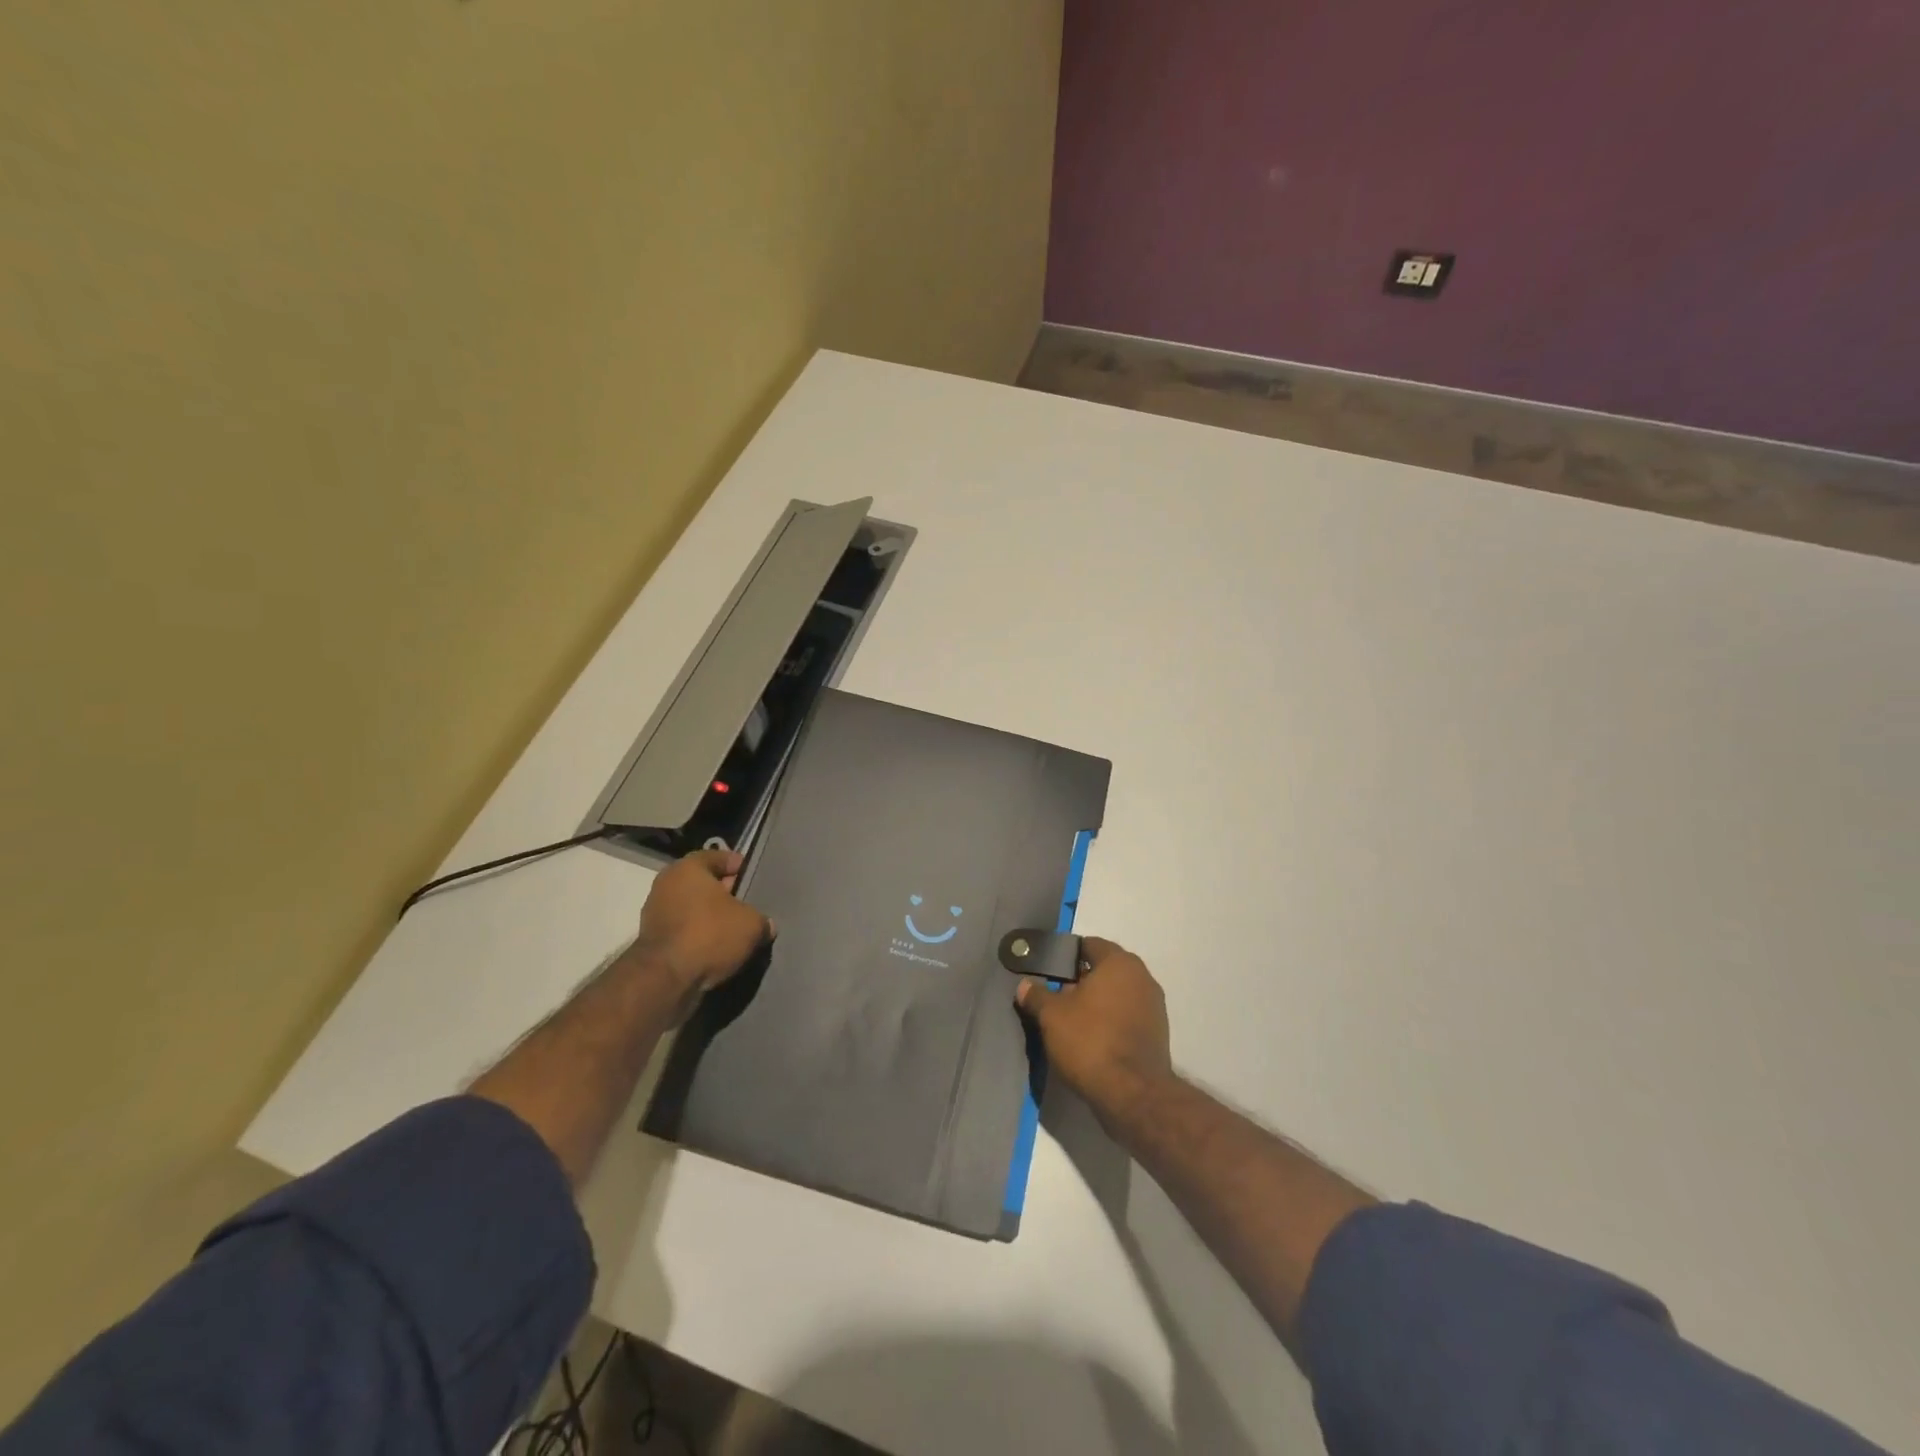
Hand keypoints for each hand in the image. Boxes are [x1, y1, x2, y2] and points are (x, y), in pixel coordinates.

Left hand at [630, 849, 770, 992]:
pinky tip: (716, 948)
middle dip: (723, 892)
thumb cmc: (710, 934)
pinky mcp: (651, 940)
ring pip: (691, 907)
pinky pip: (682, 930)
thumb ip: (761, 920)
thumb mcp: (751, 925)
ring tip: (733, 929)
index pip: (717, 856)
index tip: (751, 875)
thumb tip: (766, 925)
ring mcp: (654, 912)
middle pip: (702, 883)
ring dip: (709, 916)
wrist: (665, 979)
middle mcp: (666, 884)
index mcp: (688, 868)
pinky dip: (697, 935)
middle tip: (746, 903)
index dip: (737, 865)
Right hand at [1015, 937, 1174, 1127]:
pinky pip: (1127, 1016)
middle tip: (1056, 996)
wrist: (1132, 1094)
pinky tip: (1092, 1039)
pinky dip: (1111, 1021)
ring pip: (1117, 994)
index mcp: (1119, 963)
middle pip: (1105, 970)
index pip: (1089, 945)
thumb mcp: (1052, 1016)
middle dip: (1081, 981)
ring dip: (1097, 1002)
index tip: (1048, 971)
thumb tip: (1024, 985)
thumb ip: (1037, 995)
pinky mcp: (1158, 1034)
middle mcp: (1142, 977)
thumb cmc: (1090, 1041)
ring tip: (1071, 1020)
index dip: (1066, 955)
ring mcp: (1154, 1006)